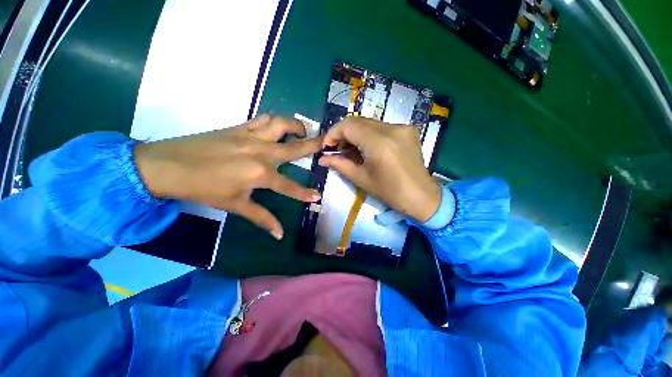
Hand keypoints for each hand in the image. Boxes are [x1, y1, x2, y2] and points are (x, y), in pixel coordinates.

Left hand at [134, 114, 321, 238]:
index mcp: (261, 174)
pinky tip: (278, 127)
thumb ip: (261, 218)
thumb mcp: (235, 205)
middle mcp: (261, 152)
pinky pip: (263, 119)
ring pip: (280, 124)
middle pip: (294, 147)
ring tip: (301, 132)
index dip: (305, 193)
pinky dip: (275, 121)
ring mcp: (251, 136)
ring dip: (295, 126)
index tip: (317, 196)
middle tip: (326, 143)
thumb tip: (279, 235)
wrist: (167, 165)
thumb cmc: (203, 189)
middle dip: (313, 145)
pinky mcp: (240, 127)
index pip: (290, 186)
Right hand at [318, 118, 440, 222]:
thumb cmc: (389, 192)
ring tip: (351, 150)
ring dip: (356, 134)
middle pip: (358, 121)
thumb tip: (322, 158)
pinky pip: (381, 127)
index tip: (327, 146)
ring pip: (369, 123)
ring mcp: (402, 127)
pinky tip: (367, 148)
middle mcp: (392, 129)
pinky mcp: (408, 129)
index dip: (333, 133)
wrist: (420, 196)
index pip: (348, 125)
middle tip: (337, 149)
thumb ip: (339, 164)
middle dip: (343, 133)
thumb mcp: (361, 179)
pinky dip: (369, 134)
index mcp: (379, 143)